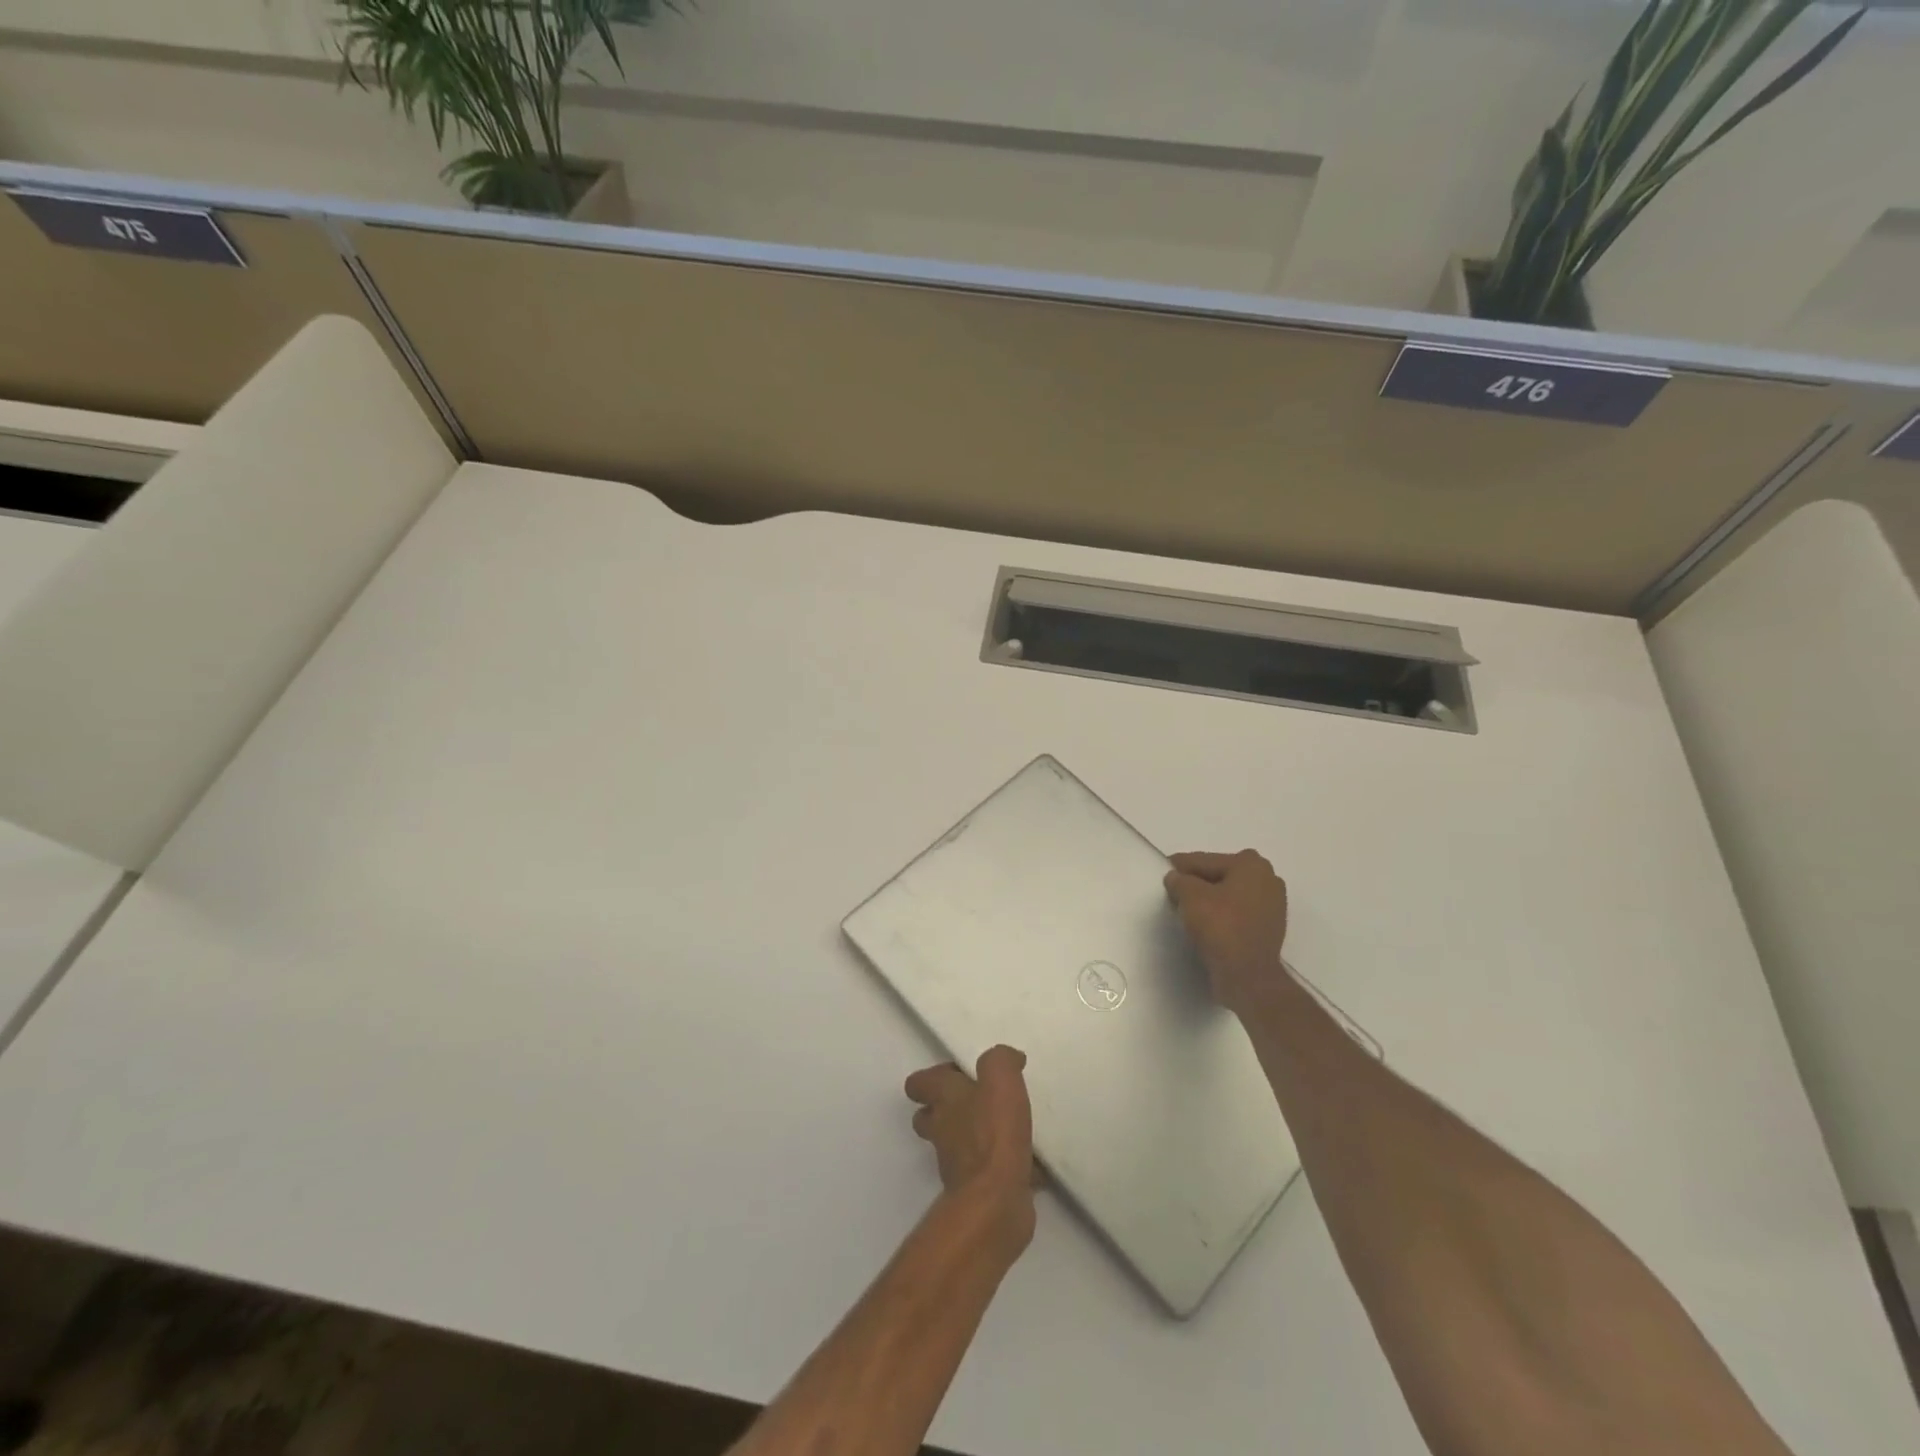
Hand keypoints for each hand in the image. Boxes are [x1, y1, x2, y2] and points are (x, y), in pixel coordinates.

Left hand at [905, 1046, 1035, 1246]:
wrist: (996, 1202)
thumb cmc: (993, 1133)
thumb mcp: (1000, 1080)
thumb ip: (999, 1060)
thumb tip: (1008, 1057)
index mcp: (943, 1099)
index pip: (919, 1083)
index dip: (934, 1077)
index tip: (962, 1073)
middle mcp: (942, 1129)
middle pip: (931, 1115)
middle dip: (949, 1107)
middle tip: (979, 1100)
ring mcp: (956, 1163)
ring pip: (957, 1143)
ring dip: (975, 1135)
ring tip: (1007, 1127)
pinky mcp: (976, 1189)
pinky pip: (985, 1170)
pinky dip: (1000, 1164)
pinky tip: (1027, 1160)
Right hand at [1164, 849, 1288, 1012]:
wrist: (1248, 976)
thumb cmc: (1220, 927)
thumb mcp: (1190, 896)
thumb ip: (1179, 880)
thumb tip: (1176, 879)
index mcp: (1251, 864)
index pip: (1205, 861)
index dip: (1180, 866)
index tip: (1163, 871)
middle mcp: (1268, 879)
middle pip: (1220, 875)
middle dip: (1197, 882)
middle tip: (1173, 891)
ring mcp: (1273, 905)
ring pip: (1229, 895)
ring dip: (1209, 899)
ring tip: (1186, 909)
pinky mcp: (1269, 928)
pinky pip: (1238, 913)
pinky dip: (1222, 915)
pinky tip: (1205, 924)